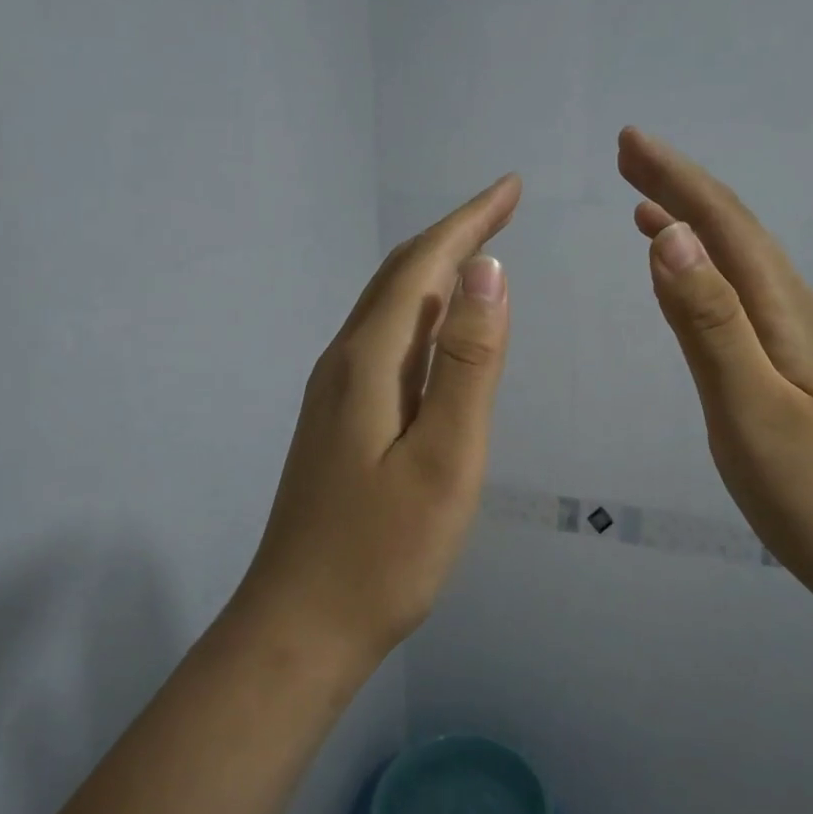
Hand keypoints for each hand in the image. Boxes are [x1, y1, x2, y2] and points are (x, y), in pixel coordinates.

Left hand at [239, 176, 521, 656]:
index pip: (421, 267)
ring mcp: (335, 395)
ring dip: (436, 274)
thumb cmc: (383, 553)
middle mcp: (344, 364)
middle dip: (453, 237)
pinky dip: (423, 319)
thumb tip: (487, 272)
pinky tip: (441, 333)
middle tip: (504, 209)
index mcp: (368, 362)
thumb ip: (467, 364)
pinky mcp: (339, 424)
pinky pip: (386, 347)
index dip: (468, 222)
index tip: (510, 187)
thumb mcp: (444, 458)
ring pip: (390, 312)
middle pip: (399, 279)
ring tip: (481, 255)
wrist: (302, 626)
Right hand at [617, 128, 812, 600]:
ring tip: (647, 208)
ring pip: (742, 267)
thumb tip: (671, 236)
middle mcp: (800, 315)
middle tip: (629, 160)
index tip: (630, 141)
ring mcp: (803, 345)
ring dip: (695, 230)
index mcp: (788, 314)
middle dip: (682, 190)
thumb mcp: (750, 407)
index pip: (727, 226)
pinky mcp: (798, 374)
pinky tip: (693, 286)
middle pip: (738, 235)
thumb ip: (709, 322)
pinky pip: (744, 301)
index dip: (677, 179)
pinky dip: (708, 275)